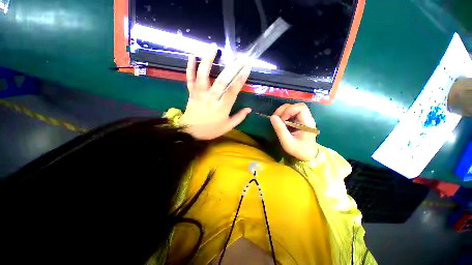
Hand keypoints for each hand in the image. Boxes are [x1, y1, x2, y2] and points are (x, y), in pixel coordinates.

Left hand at [180, 47, 251, 139]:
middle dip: (232, 68)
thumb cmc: (211, 130)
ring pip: (203, 75)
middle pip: (222, 81)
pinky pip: (190, 79)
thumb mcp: (227, 127)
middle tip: (241, 57)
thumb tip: (249, 109)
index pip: (232, 91)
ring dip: (208, 60)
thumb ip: (239, 118)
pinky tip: (192, 55)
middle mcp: (211, 98)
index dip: (240, 80)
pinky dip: (190, 67)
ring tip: (213, 47)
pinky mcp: (191, 93)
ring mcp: (200, 94)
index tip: (247, 69)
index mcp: (221, 108)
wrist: (191, 133)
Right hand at [270, 103, 317, 160]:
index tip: (283, 120)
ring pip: (292, 107)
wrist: (307, 155)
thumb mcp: (287, 142)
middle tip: (277, 120)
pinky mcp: (298, 120)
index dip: (289, 111)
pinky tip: (281, 122)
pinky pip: (290, 113)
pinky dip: (283, 115)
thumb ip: (280, 130)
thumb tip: (272, 117)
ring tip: (278, 121)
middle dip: (284, 110)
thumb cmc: (299, 150)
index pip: (300, 108)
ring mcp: (302, 118)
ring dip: (282, 112)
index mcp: (307, 123)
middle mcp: (306, 118)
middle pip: (295, 105)